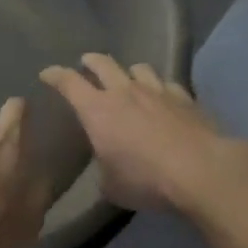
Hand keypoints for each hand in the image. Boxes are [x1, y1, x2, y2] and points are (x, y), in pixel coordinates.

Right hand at [39, 54, 247, 212]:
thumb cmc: (145, 179)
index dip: (55, 75)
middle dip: (90, 61)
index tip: (47, 74)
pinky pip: (167, 84)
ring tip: (127, 78)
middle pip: (103, 64)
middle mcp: (124, 92)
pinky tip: (163, 96)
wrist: (199, 170)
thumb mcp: (111, 185)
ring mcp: (157, 91)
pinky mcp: (185, 98)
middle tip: (85, 62)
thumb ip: (104, 170)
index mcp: (97, 110)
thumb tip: (108, 168)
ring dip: (127, 71)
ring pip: (138, 68)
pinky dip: (160, 87)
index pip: (69, 83)